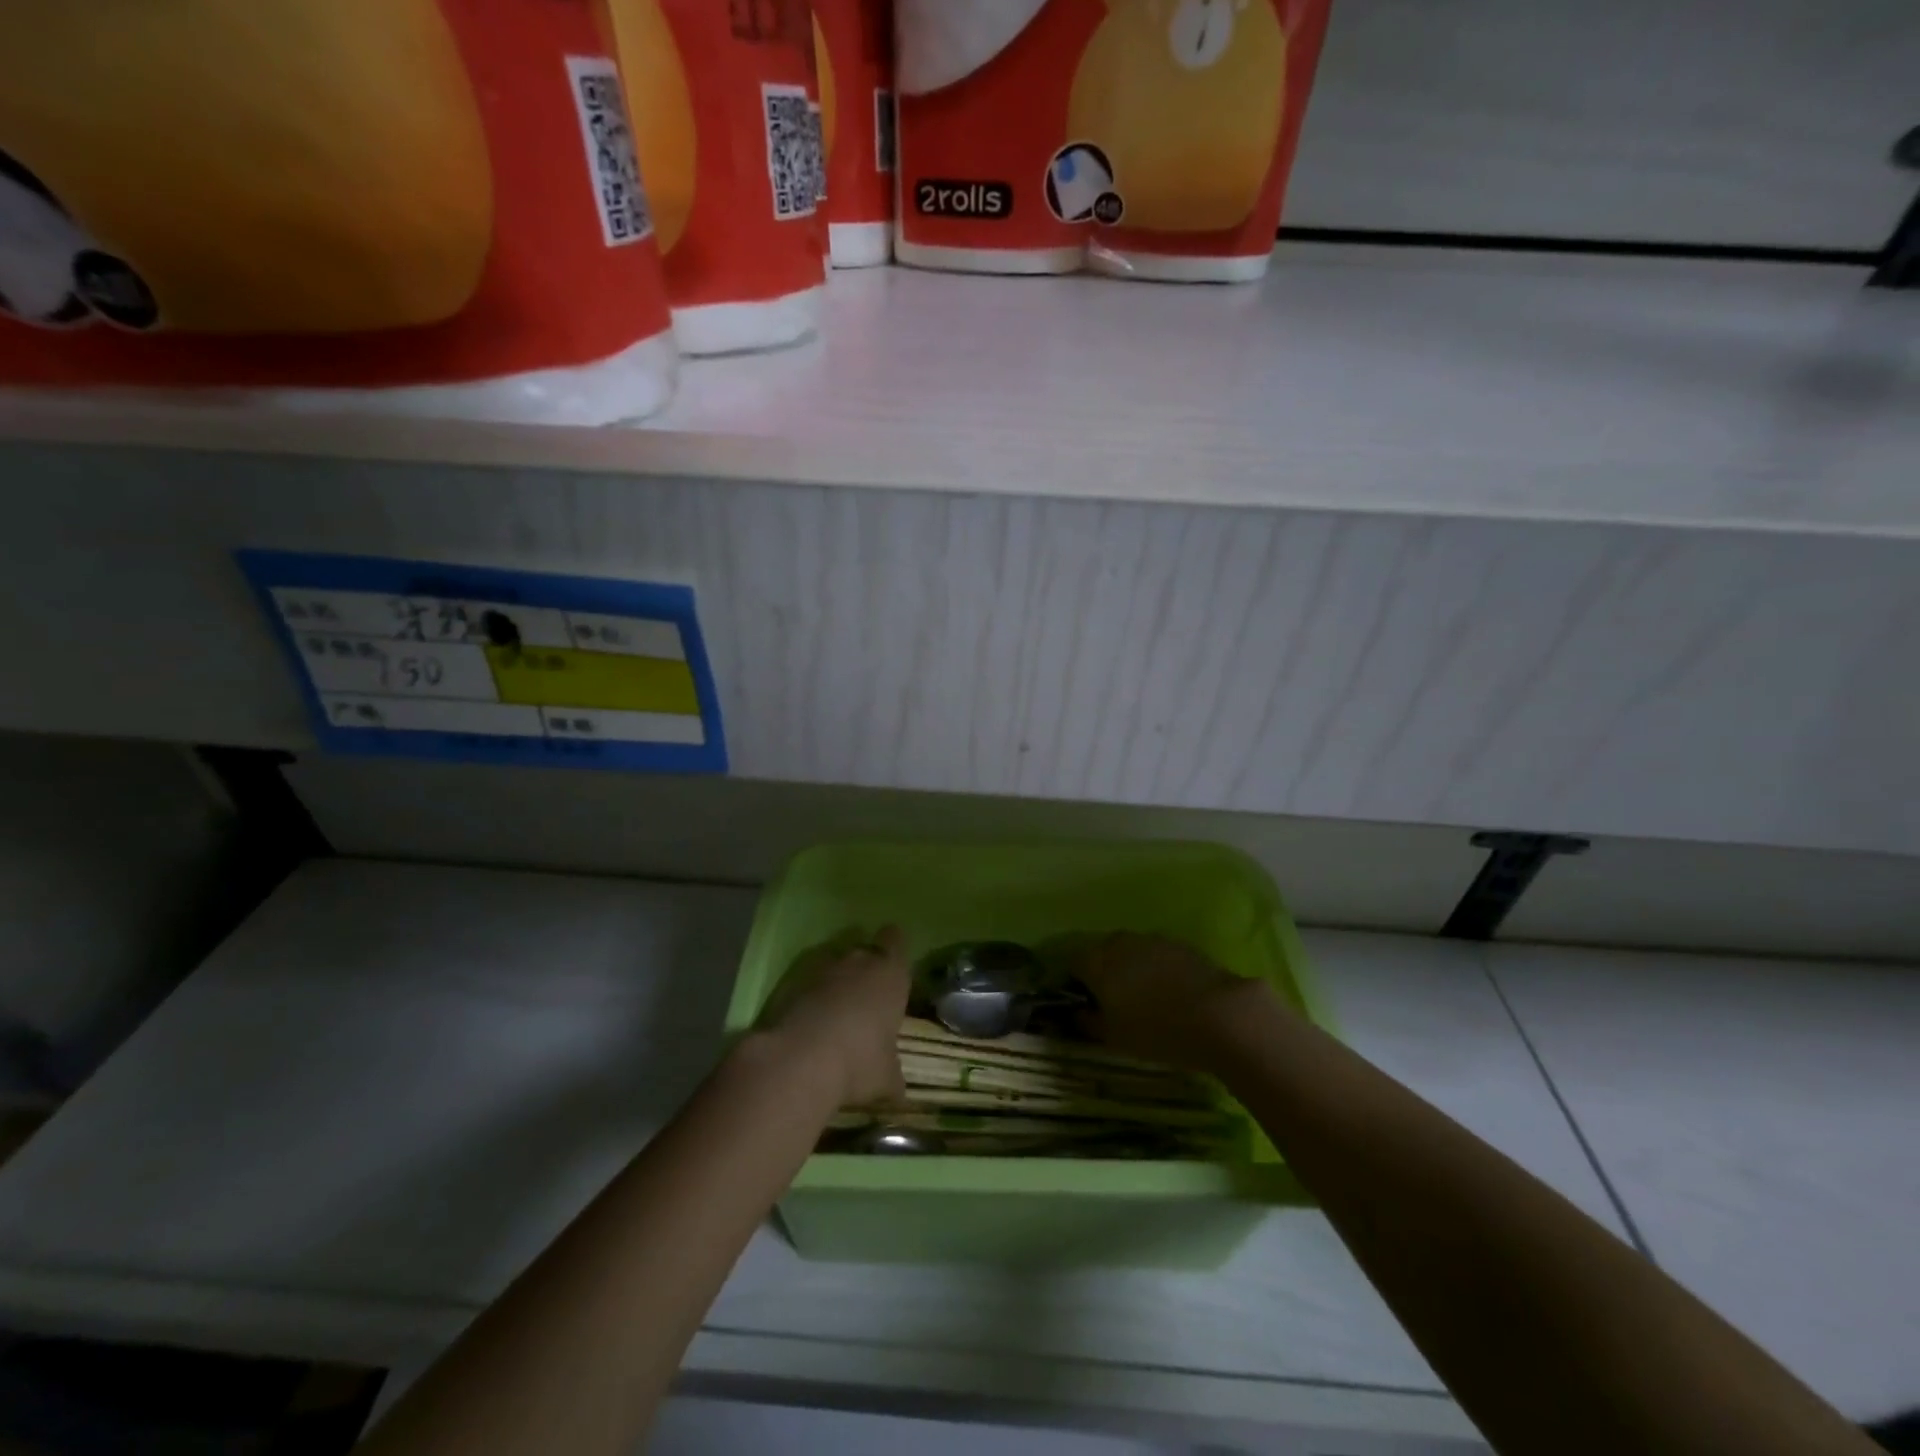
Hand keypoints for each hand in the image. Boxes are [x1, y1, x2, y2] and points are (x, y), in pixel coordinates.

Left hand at [757, 925, 909, 1107]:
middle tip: (868, 997)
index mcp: (891, 974)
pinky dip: (811, 998)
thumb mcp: (887, 1078)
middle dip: (866, 969)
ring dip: (837, 982)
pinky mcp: (793, 984)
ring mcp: (823, 970)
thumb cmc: (860, 1061)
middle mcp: (859, 962)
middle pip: (865, 951)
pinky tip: (812, 1024)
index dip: (894, 949)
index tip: (892, 964)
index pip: (895, 941)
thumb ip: (894, 1077)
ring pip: (835, 965)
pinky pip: (809, 983)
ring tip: (838, 1013)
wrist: (801, 1060)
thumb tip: (898, 1092)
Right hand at [1074, 933, 1273, 1071]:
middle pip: (1101, 953)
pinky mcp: (1180, 944)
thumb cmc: (1157, 1030)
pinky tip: (1169, 992)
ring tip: (1143, 998)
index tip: (1084, 1006)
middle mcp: (1120, 942)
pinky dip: (1156, 968)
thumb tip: (1075, 1013)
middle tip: (1112, 1003)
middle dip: (1102, 973)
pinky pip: (1157, 954)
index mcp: (1097, 961)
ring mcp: (1152, 939)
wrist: (1220, 1015)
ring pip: (1130, 951)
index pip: (1072, 964)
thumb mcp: (1114, 1037)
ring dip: (1130, 968)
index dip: (1075, 984)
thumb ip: (1087, 1022)